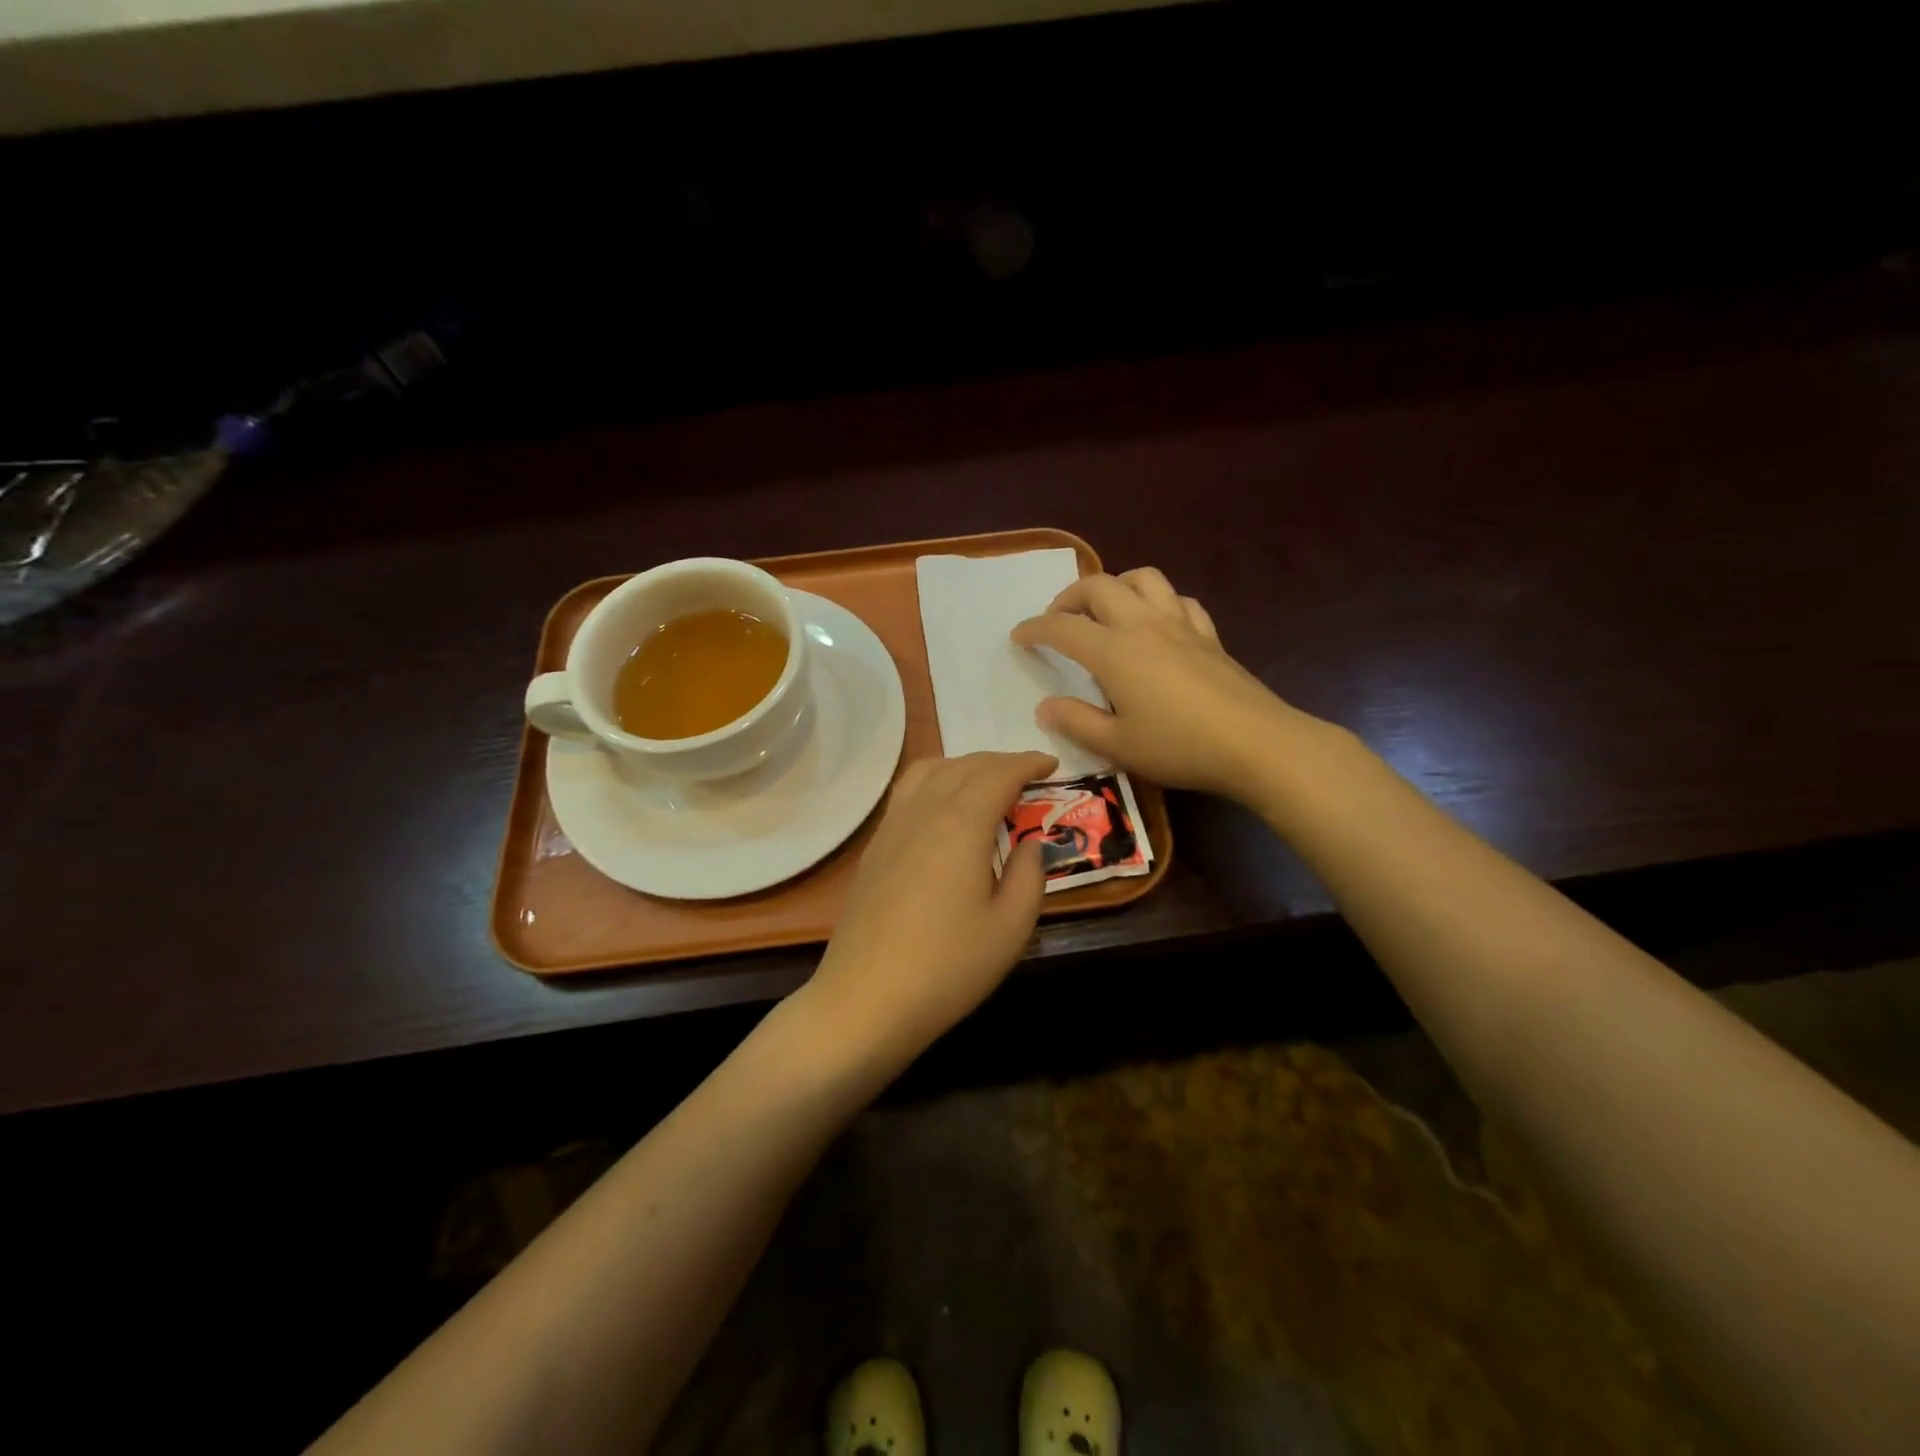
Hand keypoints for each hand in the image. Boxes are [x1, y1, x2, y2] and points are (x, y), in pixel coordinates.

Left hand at [803, 750, 1056, 1066]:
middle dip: (1001, 762)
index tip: (1052, 765)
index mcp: (961, 824)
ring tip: (987, 785)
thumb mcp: (1010, 928)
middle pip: (965, 765)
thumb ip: (1030, 876)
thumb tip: (1031, 843)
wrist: (865, 1000)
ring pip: (930, 770)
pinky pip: (908, 792)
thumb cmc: (947, 967)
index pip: (999, 773)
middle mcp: (924, 811)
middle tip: (1029, 777)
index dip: (1028, 763)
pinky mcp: (875, 847)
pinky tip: (944, 809)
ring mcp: (892, 826)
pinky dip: (935, 781)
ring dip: (965, 766)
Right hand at [1011, 568, 1296, 795]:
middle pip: (1099, 586)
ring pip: (1143, 579)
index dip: (1034, 628)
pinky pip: (1179, 600)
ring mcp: (1180, 625)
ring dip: (1115, 585)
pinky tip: (1156, 623)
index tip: (1018, 637)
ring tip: (1105, 610)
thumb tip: (1045, 706)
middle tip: (1057, 619)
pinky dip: (1158, 602)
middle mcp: (1143, 625)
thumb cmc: (1179, 746)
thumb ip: (1076, 722)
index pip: (1062, 628)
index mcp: (1114, 651)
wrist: (1255, 743)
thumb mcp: (1117, 746)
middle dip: (1069, 596)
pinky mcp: (1209, 635)